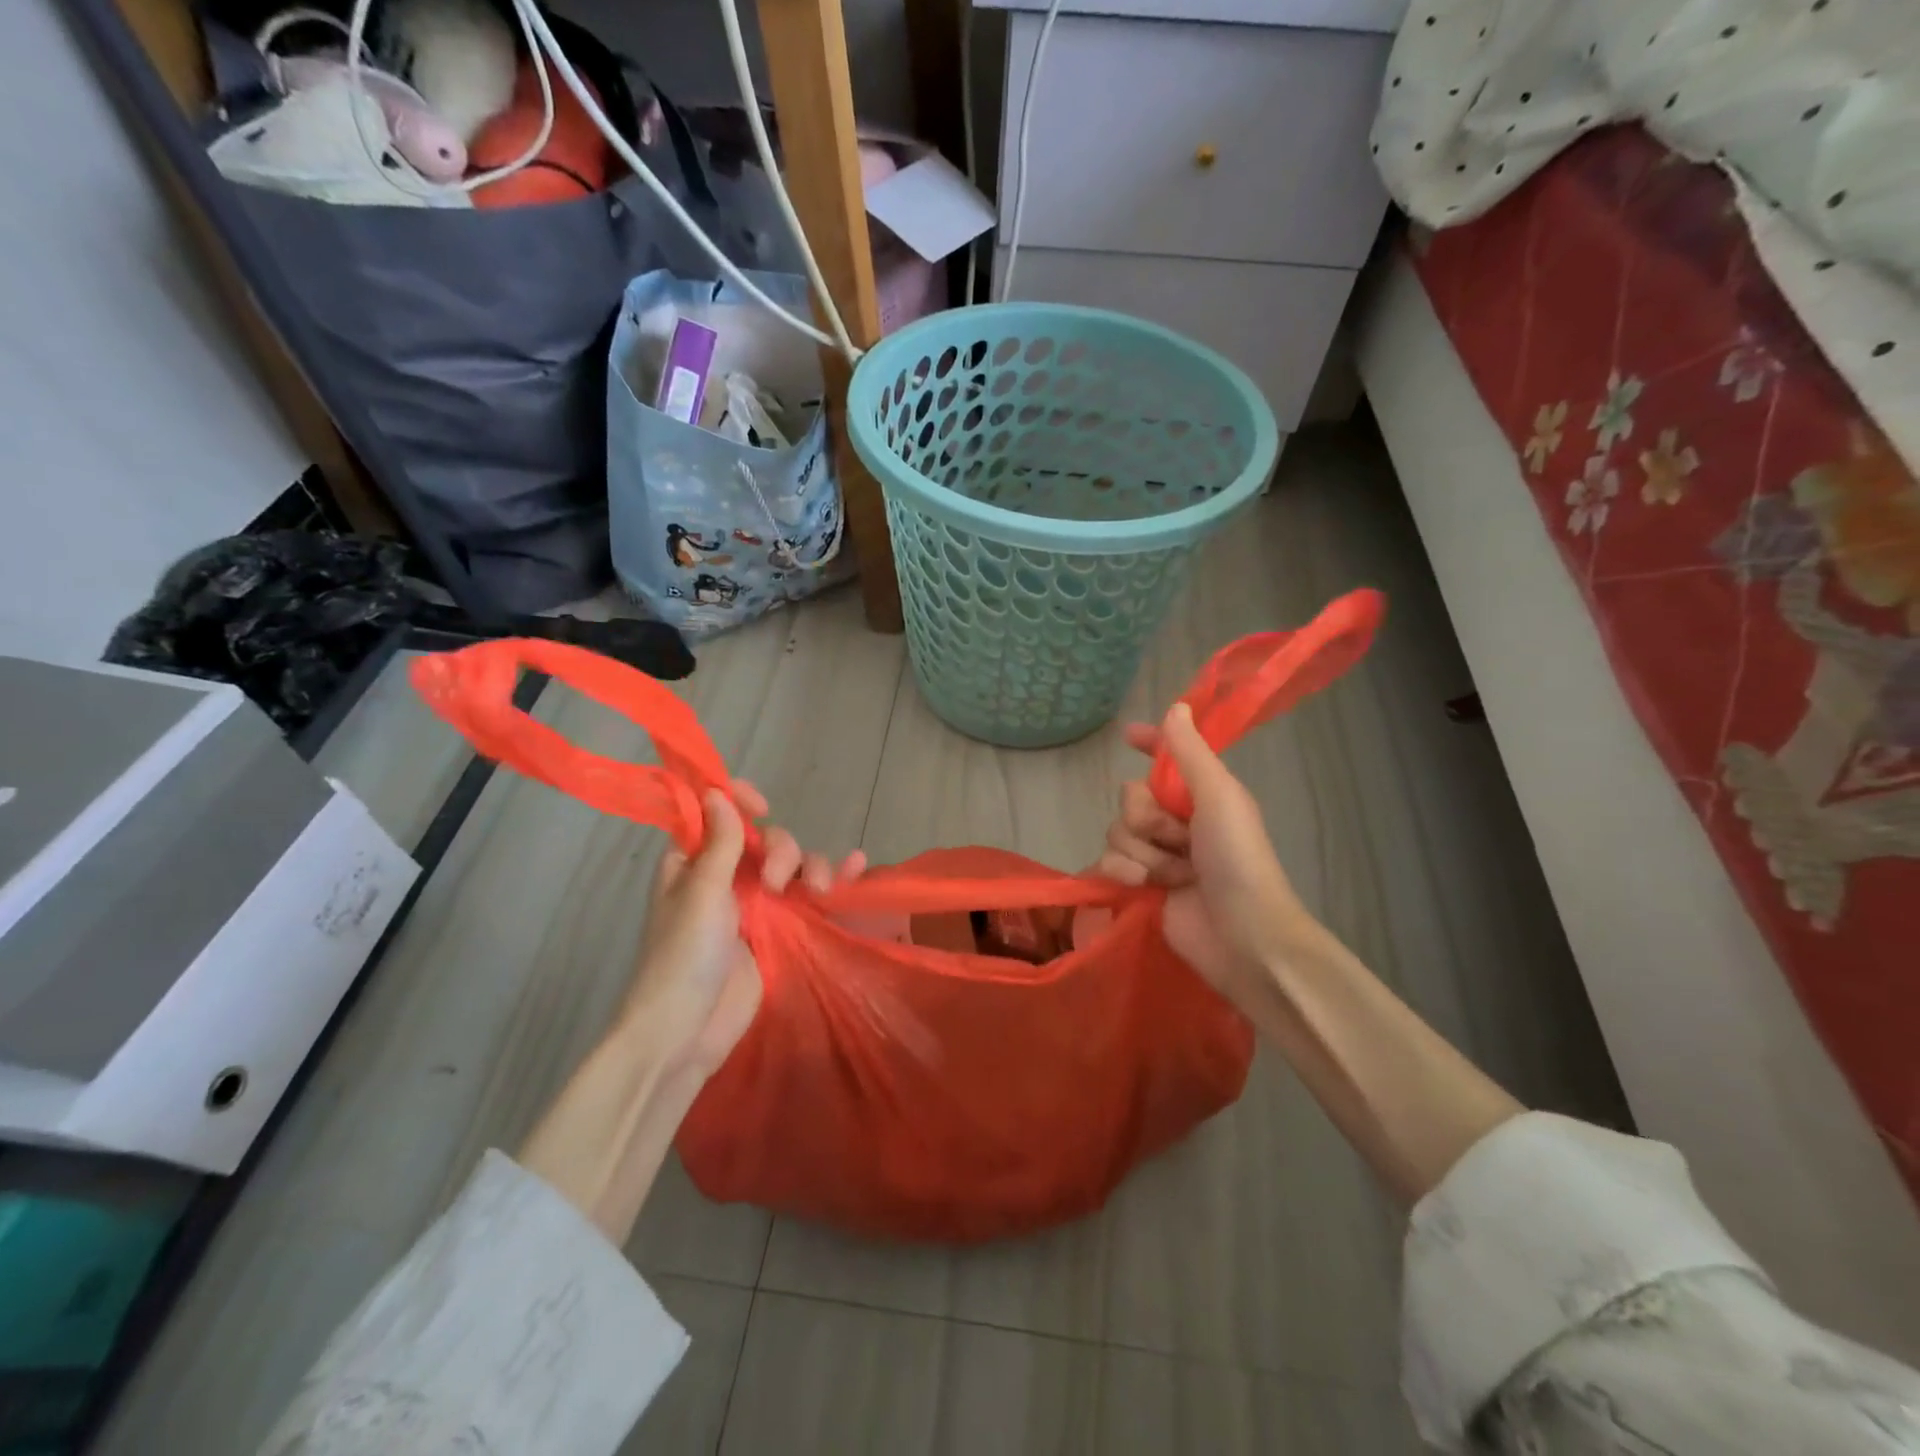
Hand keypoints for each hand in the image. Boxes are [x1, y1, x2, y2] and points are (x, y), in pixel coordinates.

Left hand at [625, 781, 865, 1080]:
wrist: (688, 1030)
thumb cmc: (684, 955)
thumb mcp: (701, 891)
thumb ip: (720, 842)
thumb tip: (717, 791)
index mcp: (694, 862)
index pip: (718, 814)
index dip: (738, 801)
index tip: (762, 805)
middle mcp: (726, 877)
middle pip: (765, 840)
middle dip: (782, 850)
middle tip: (776, 883)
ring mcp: (756, 904)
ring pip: (793, 864)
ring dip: (811, 866)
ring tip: (818, 892)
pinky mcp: (780, 930)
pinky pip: (808, 894)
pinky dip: (833, 878)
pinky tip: (857, 866)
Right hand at [1095, 703, 1315, 1008]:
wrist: (1242, 936)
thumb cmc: (1238, 860)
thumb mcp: (1220, 796)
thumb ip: (1190, 753)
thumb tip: (1176, 706)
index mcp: (1201, 795)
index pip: (1169, 759)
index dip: (1150, 744)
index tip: (1127, 735)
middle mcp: (1177, 821)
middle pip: (1130, 798)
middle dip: (1147, 818)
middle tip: (1178, 838)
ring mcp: (1158, 855)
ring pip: (1117, 832)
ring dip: (1143, 853)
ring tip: (1173, 876)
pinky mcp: (1140, 886)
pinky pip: (1108, 863)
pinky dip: (1126, 874)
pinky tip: (1147, 889)